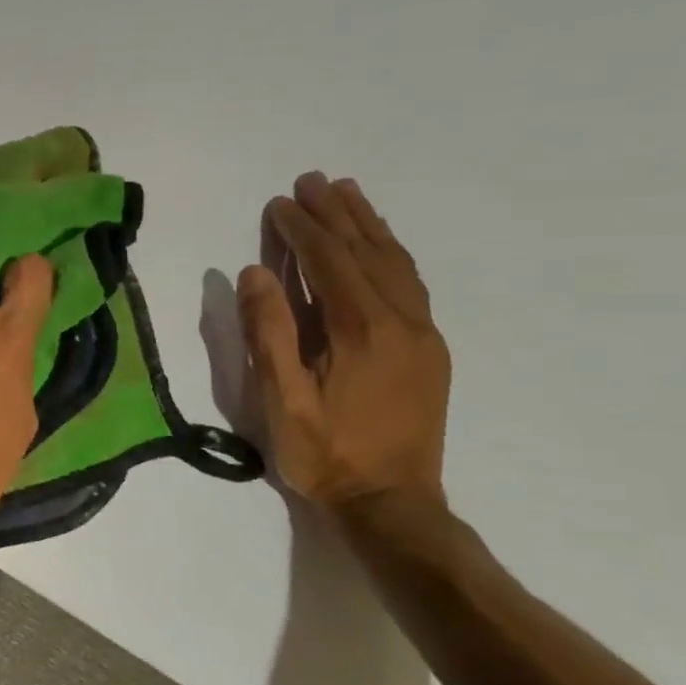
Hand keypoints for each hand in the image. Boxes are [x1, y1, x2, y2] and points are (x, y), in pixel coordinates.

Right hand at [237, 173, 450, 511]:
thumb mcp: (281, 399)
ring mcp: (422, 335)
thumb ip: (268, 332)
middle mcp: (401, 322)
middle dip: (337, 214)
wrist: (392, 504)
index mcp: (362, 332)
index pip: (330, 263)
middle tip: (313, 180)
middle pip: (367, 253)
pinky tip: (379, 245)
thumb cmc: (325, 454)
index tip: (278, 202)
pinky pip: (410, 285)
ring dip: (368, 226)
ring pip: (396, 264)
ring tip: (348, 194)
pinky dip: (391, 254)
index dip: (302, 230)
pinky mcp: (429, 350)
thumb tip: (256, 272)